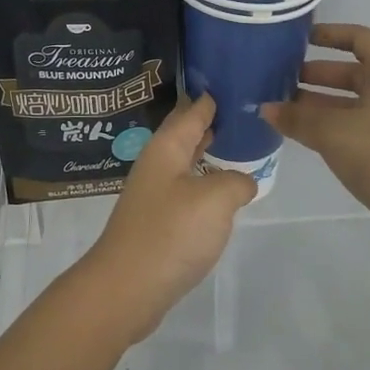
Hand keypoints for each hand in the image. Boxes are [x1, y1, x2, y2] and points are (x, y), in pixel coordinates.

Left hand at [79, 94, 256, 344]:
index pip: (191, 112)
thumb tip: (243, 181)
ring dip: (207, 153)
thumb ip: (236, 181)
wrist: (126, 288)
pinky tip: (220, 193)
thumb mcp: (215, 200)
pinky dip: (204, 183)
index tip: (232, 81)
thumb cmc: (170, 234)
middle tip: (242, 112)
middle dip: (210, 123)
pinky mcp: (156, 222)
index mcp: (166, 148)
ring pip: (185, 163)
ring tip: (235, 146)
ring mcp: (153, 195)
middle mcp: (157, 165)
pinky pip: (185, 191)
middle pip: (185, 135)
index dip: (211, 98)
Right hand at [261, 24, 369, 240]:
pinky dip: (329, 125)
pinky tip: (301, 134)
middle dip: (316, 74)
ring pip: (351, 101)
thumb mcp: (331, 131)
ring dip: (318, 103)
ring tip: (282, 108)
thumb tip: (266, 109)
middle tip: (280, 79)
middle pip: (352, 72)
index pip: (360, 38)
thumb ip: (296, 117)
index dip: (331, 34)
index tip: (300, 39)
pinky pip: (355, 125)